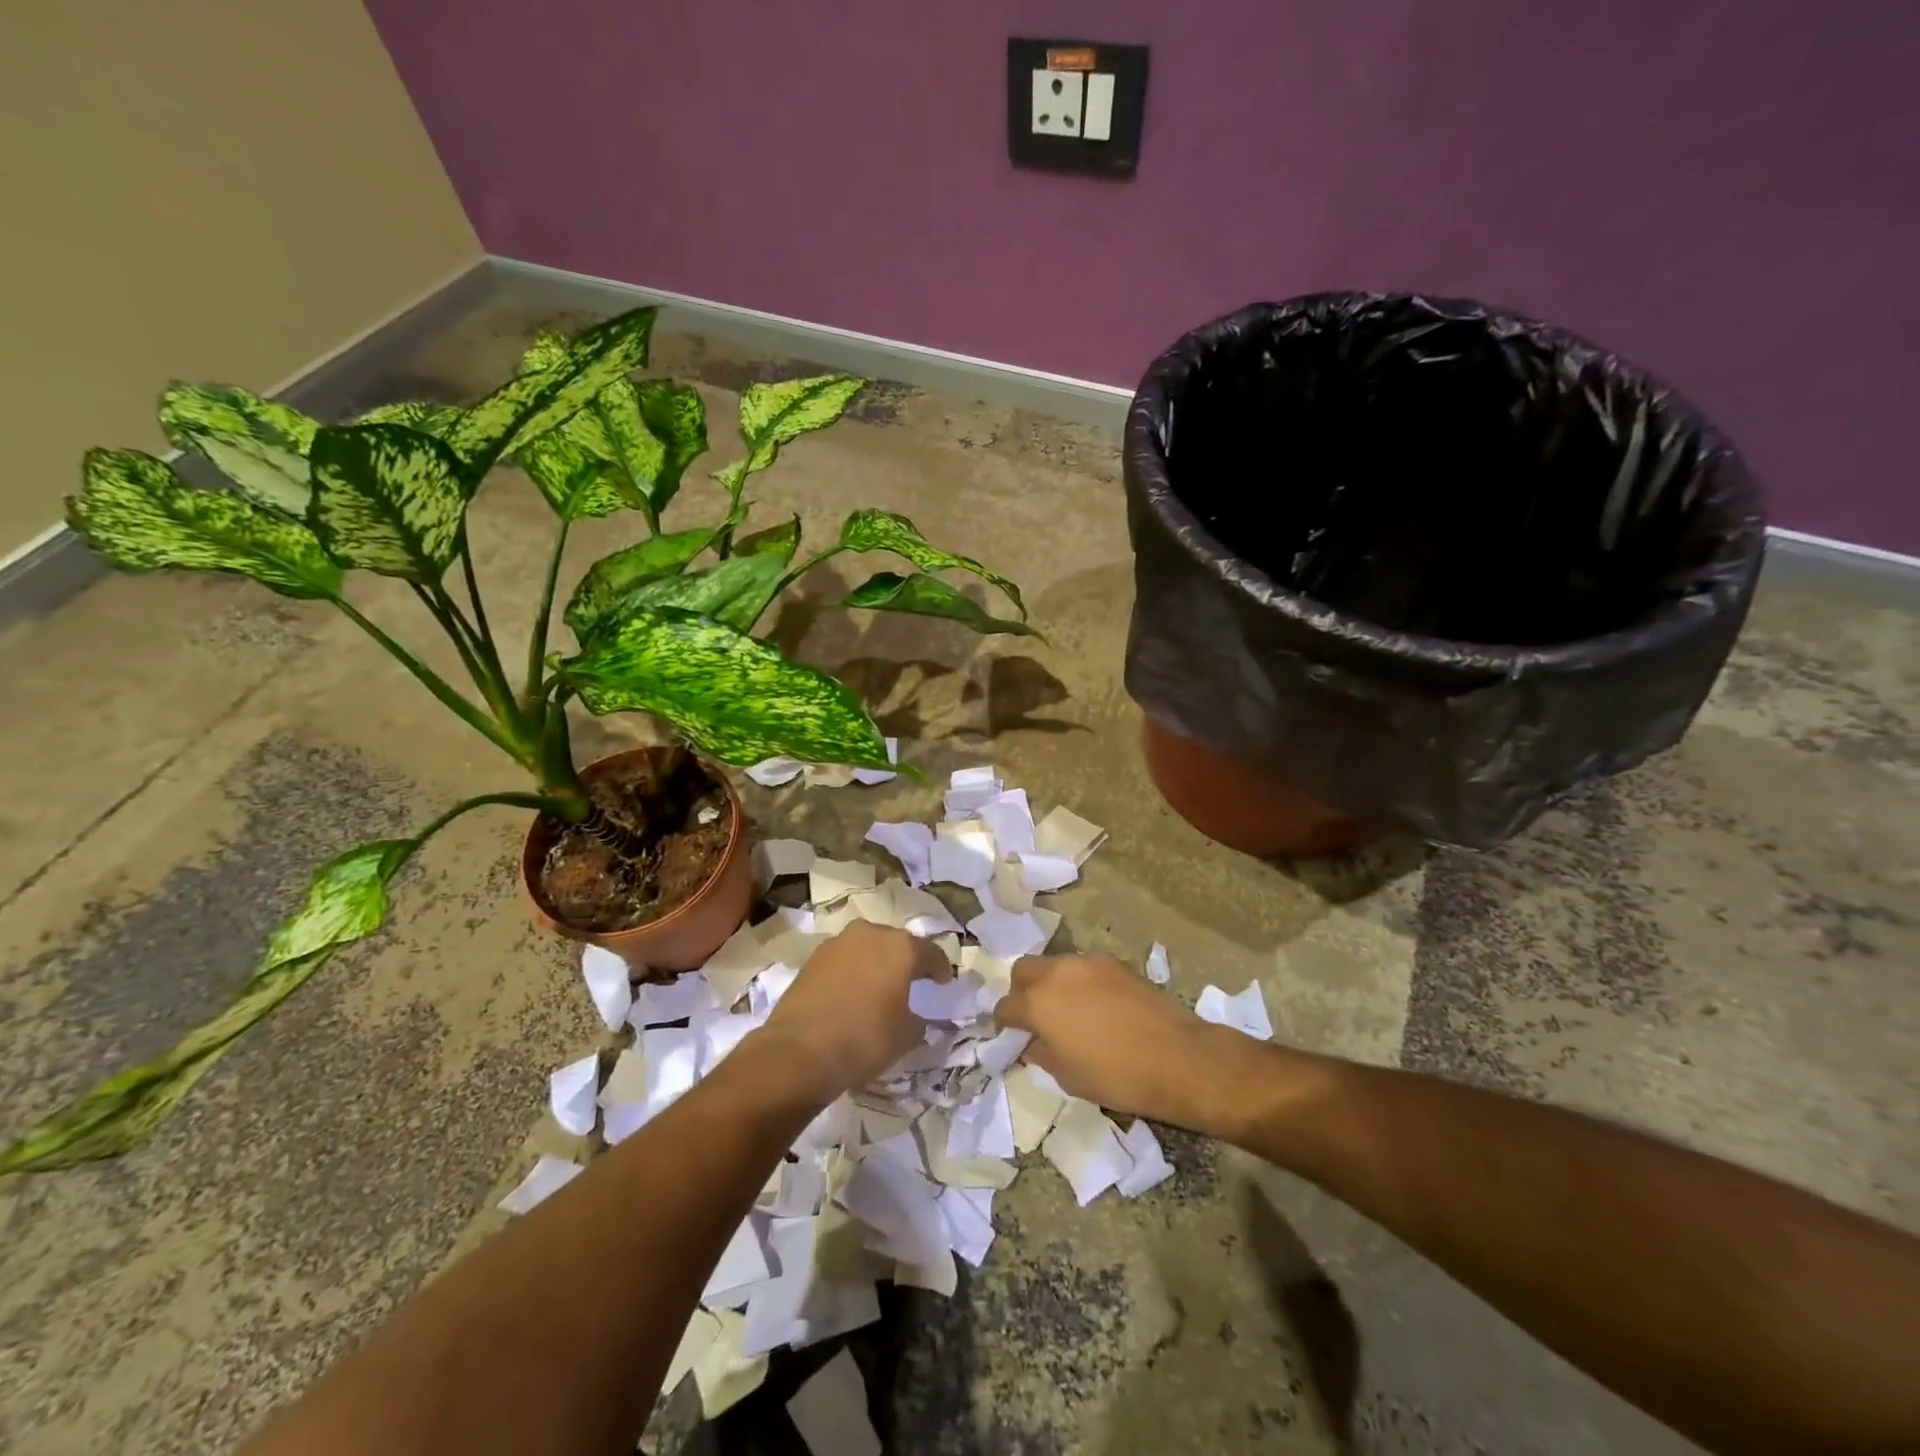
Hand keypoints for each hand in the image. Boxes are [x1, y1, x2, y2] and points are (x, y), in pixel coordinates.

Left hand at [758, 921, 949, 1100]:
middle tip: (911, 982)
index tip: (943, 983)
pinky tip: (851, 994)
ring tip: (878, 988)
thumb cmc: (865, 1038)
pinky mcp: (812, 958)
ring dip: (875, 964)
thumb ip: (918, 1021)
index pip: (931, 953)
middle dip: (905, 961)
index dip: (940, 969)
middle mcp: (870, 933)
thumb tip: (916, 1018)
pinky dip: (852, 973)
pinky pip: (843, 961)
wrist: (800, 1051)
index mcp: (901, 947)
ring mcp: (837, 943)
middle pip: (896, 944)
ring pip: (866, 948)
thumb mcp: (905, 1036)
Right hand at [995, 953, 1248, 1128]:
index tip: (1011, 1035)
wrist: (1177, 1058)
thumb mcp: (1068, 1077)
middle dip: (1021, 990)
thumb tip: (1033, 1042)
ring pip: (1055, 965)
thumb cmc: (1117, 1077)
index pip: (1005, 1007)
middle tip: (1035, 1016)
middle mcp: (1057, 973)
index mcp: (1038, 1003)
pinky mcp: (1114, 962)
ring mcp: (1087, 963)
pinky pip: (1084, 968)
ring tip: (1069, 1011)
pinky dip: (1080, 982)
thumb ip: (1042, 1053)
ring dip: (1052, 983)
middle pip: (1024, 970)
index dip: (1004, 1023)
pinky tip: (1098, 1006)